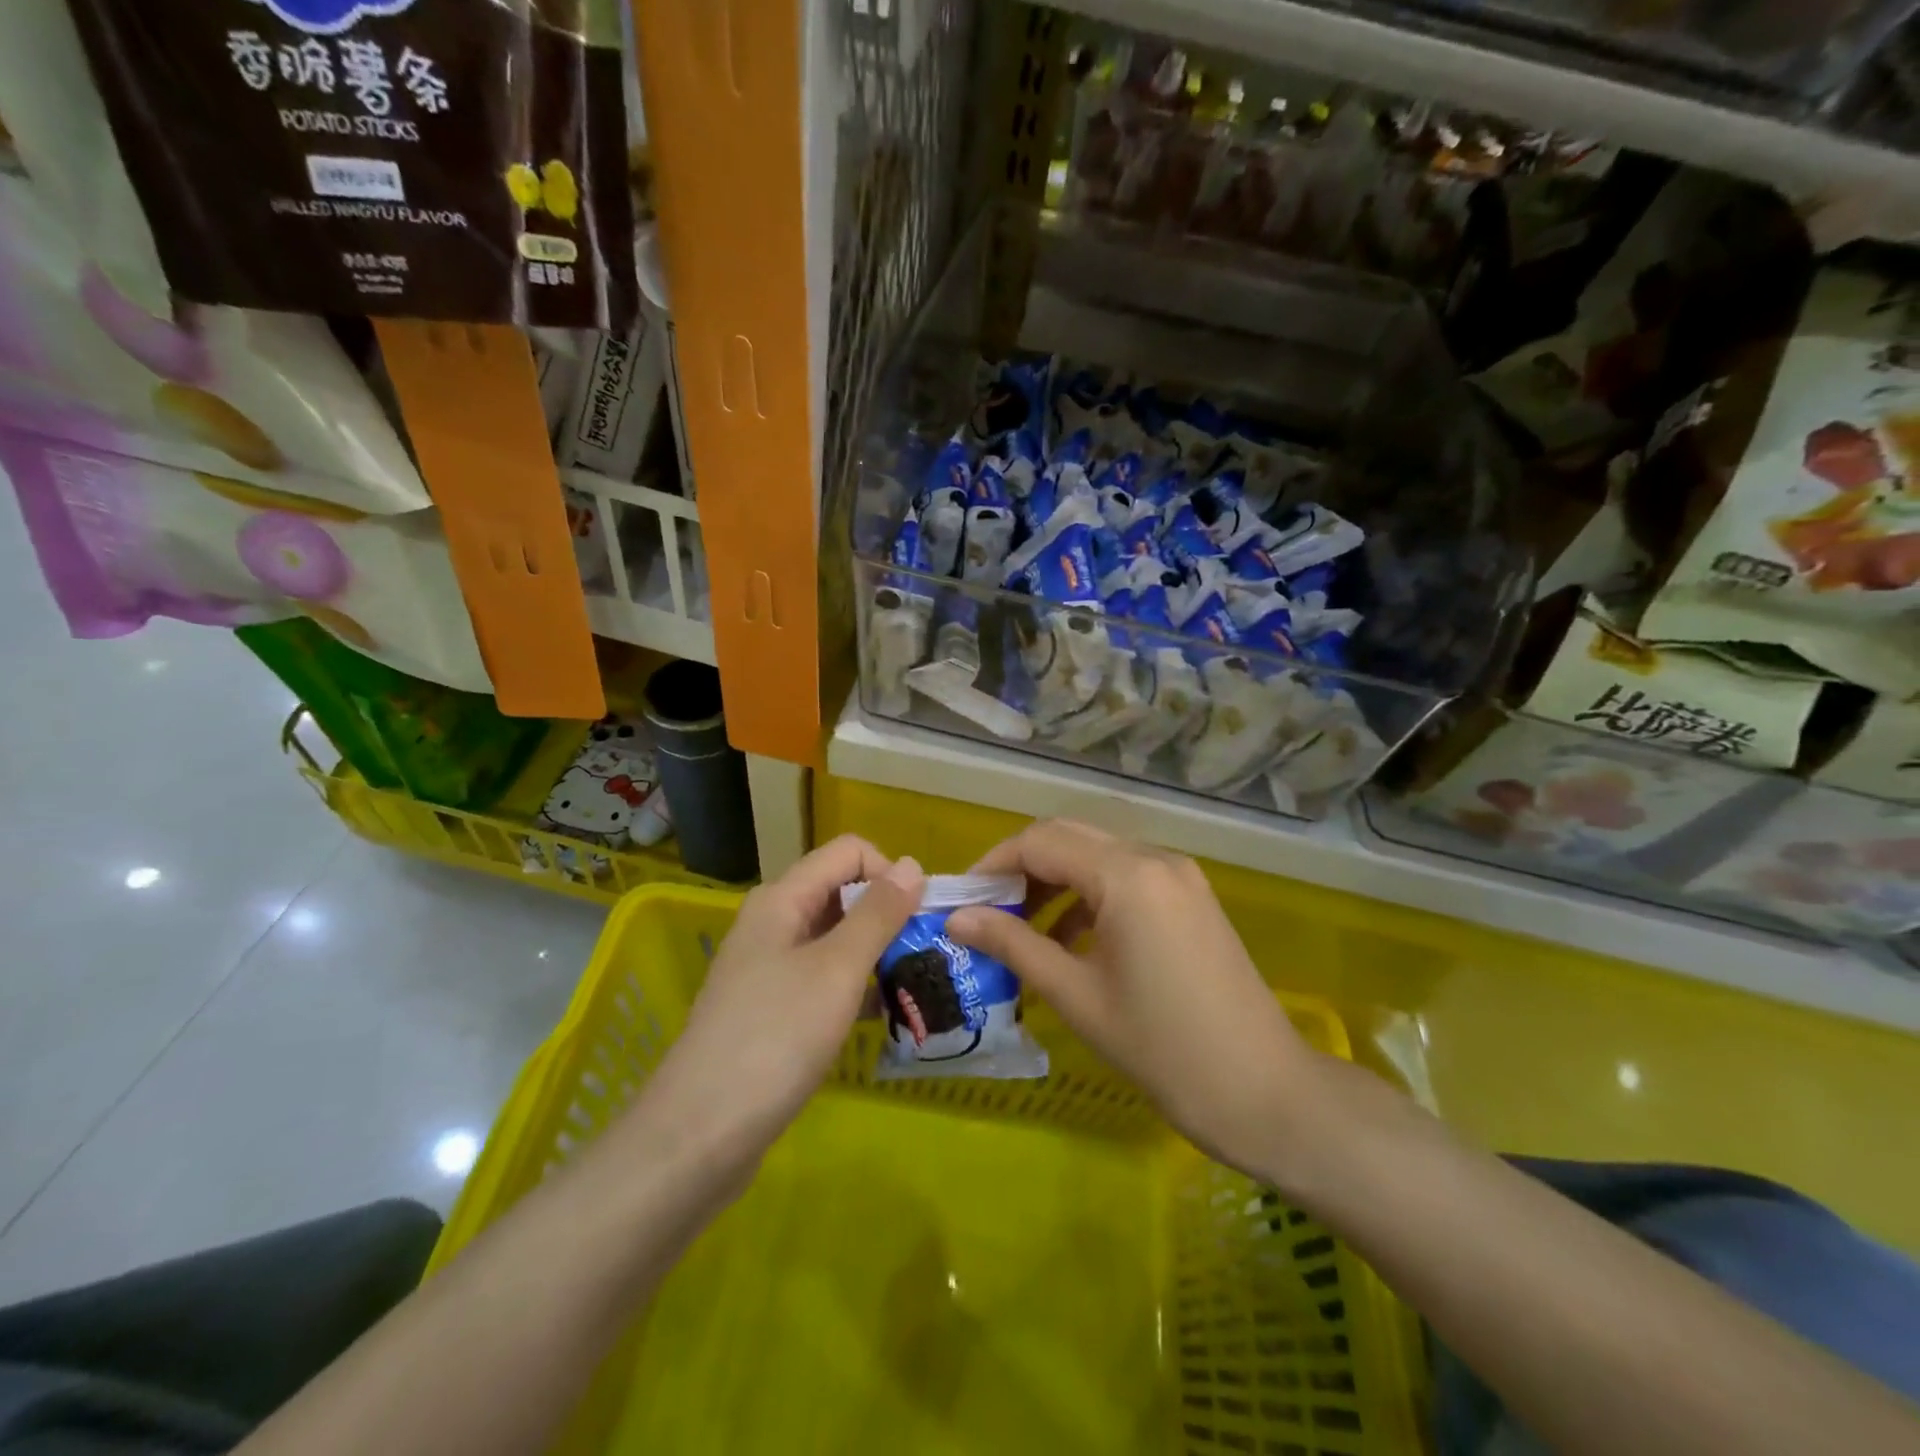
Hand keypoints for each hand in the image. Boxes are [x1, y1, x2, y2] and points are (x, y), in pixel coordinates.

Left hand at [624, 836, 924, 1193]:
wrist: (700, 1135)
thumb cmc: (775, 1038)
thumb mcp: (837, 969)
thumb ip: (878, 914)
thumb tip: (913, 864)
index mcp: (783, 899)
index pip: (848, 852)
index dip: (889, 872)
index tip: (919, 918)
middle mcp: (774, 923)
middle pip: (842, 893)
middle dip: (888, 916)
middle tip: (925, 957)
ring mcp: (769, 968)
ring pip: (836, 940)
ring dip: (876, 954)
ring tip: (915, 988)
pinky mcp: (772, 1009)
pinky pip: (823, 979)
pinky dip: (855, 988)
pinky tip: (882, 1017)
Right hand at [947, 820, 1318, 1179]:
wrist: (1265, 1093)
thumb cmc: (1162, 1049)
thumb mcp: (1076, 996)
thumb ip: (1013, 945)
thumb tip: (957, 918)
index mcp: (1127, 875)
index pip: (1041, 841)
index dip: (994, 864)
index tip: (962, 898)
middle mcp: (1155, 858)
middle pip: (1069, 837)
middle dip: (1022, 867)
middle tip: (987, 910)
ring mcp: (1179, 875)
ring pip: (1098, 855)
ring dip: (1055, 880)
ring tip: (1022, 929)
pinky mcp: (1191, 897)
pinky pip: (1126, 877)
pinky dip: (1089, 895)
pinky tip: (1071, 939)